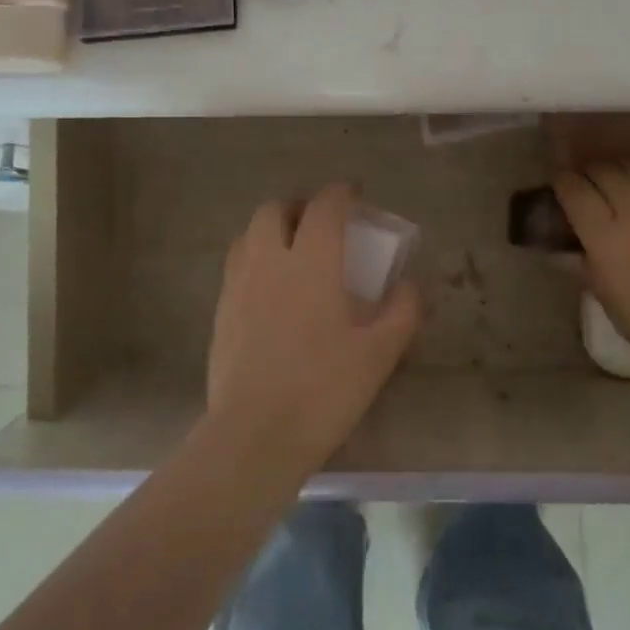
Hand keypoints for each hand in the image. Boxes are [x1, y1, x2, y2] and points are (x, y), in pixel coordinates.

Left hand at [207, 183, 421, 477]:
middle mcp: (270, 260)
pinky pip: (237, 265)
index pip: (324, 206)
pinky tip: (270, 289)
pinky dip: (255, 259)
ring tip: (291, 250)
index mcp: (311, 261)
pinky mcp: (221, 311)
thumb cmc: (323, 389)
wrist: (255, 436)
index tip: (354, 195)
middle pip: (275, 209)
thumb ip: (401, 311)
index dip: (341, 193)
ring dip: (272, 229)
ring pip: (249, 233)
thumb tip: (407, 285)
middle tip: (318, 223)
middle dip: (298, 206)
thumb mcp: (379, 354)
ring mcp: (239, 284)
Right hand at [554, 162, 629, 380]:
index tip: (560, 188)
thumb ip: (587, 272)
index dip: (562, 183)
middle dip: (589, 173)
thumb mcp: (618, 310)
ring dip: (621, 170)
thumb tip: (560, 252)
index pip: (573, 189)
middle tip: (589, 187)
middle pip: (601, 169)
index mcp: (606, 237)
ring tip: (622, 184)